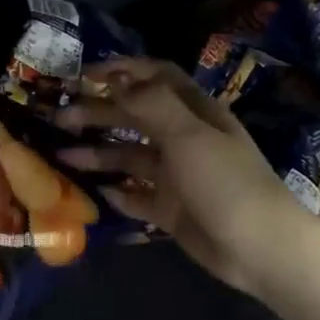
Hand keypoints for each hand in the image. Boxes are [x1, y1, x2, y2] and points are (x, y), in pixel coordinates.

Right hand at [57, 59, 303, 294]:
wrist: (260, 248)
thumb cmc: (225, 183)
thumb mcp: (189, 136)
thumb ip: (149, 103)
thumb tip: (114, 76)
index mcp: (195, 113)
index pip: (155, 78)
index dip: (121, 71)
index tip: (82, 74)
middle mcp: (184, 139)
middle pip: (134, 116)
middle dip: (97, 113)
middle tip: (59, 118)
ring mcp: (177, 176)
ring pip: (129, 156)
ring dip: (97, 153)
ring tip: (62, 156)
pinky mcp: (171, 209)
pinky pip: (136, 195)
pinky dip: (116, 192)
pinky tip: (94, 192)